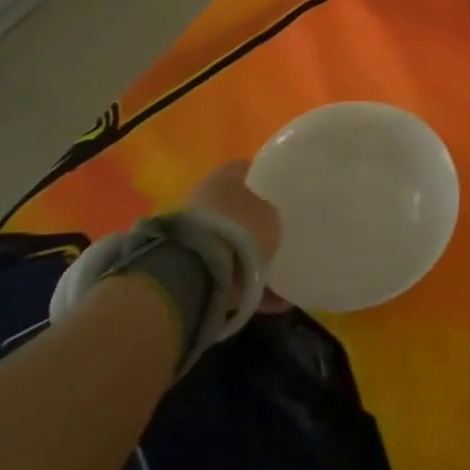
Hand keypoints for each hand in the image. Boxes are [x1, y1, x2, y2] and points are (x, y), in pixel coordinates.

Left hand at [186, 159, 289, 311]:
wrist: (197, 273)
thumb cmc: (240, 230)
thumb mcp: (271, 216)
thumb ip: (270, 214)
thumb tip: (267, 218)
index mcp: (224, 176)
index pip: (245, 169)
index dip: (263, 178)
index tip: (279, 191)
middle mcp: (205, 198)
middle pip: (234, 206)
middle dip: (252, 219)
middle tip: (277, 231)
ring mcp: (194, 233)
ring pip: (228, 240)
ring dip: (246, 253)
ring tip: (275, 271)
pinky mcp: (189, 266)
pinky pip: (225, 272)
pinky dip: (244, 284)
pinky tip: (271, 299)